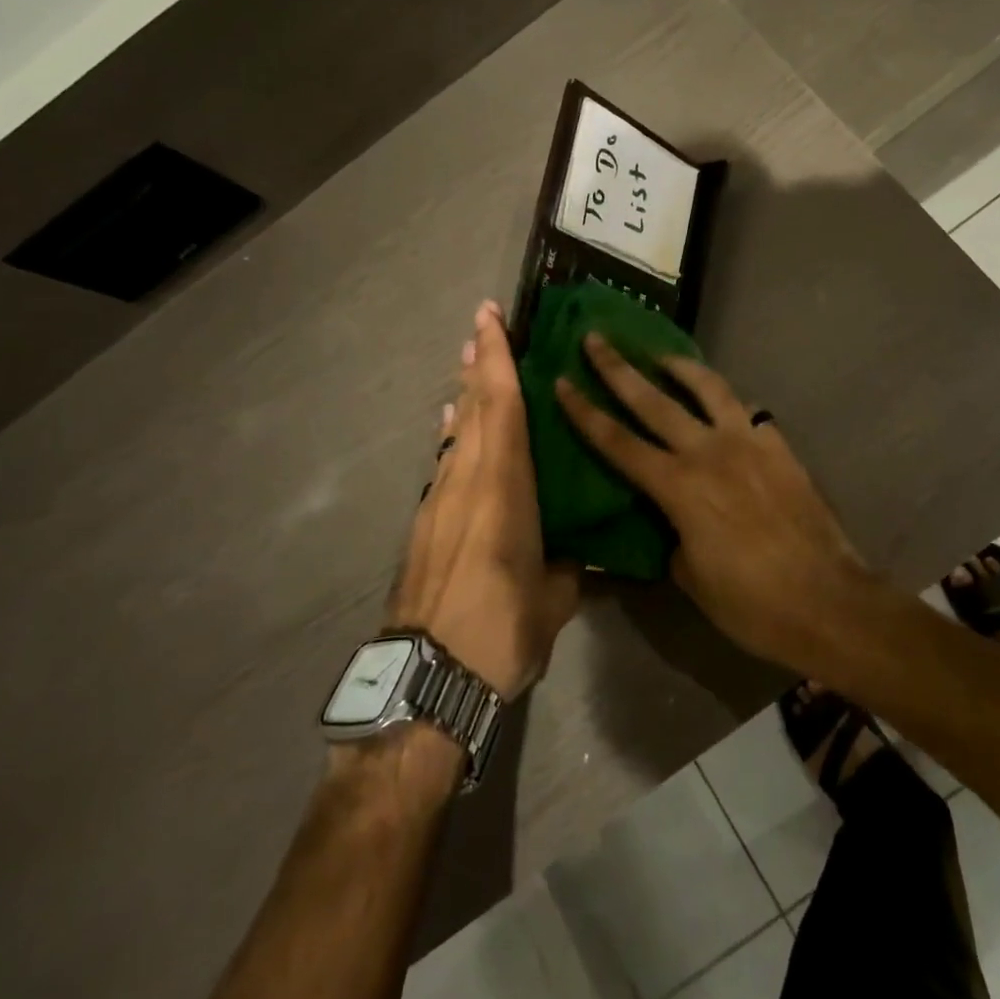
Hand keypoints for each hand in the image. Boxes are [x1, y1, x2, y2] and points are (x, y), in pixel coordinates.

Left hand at [388, 302, 579, 699]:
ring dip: (464, 395)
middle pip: (473, 408)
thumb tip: (576, 559)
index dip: (497, 358)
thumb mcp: (554, 600)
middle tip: (481, 327)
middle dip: (478, 363)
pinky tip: (453, 428)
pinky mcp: (423, 525)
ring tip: (470, 366)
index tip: (489, 317)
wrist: (426, 681)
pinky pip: (443, 463)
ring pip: (456, 433)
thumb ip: (567, 569)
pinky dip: (453, 436)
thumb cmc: (501, 630)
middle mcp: (467, 481)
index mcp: (504, 488)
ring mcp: (439, 501)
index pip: (503, 406)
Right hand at [554, 336, 870, 670]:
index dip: (586, 412)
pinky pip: (745, 409)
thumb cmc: (752, 603)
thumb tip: (671, 521)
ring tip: (660, 355)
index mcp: (679, 488)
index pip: (618, 442)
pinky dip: (724, 398)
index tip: (563, 381)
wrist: (828, 601)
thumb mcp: (692, 578)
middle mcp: (709, 452)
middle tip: (596, 338)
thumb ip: (672, 537)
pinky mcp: (778, 446)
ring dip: (679, 366)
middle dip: (618, 368)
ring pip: (707, 388)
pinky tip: (719, 401)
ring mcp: (748, 443)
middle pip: (653, 400)